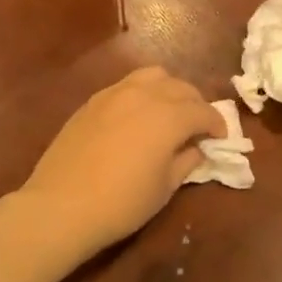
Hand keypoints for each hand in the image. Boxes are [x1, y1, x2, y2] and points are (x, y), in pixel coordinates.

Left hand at [17, 67, 224, 259]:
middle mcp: (144, 95)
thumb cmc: (121, 203)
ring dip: (169, 90)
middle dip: (196, 104)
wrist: (61, 206)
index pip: (203, 111)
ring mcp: (115, 93)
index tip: (220, 137)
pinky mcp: (93, 101)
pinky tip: (139, 115)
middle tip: (198, 126)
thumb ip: (186, 161)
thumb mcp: (164, 188)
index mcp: (168, 116)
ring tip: (170, 111)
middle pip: (181, 87)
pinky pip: (127, 85)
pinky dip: (143, 92)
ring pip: (153, 76)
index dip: (217, 123)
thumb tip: (196, 147)